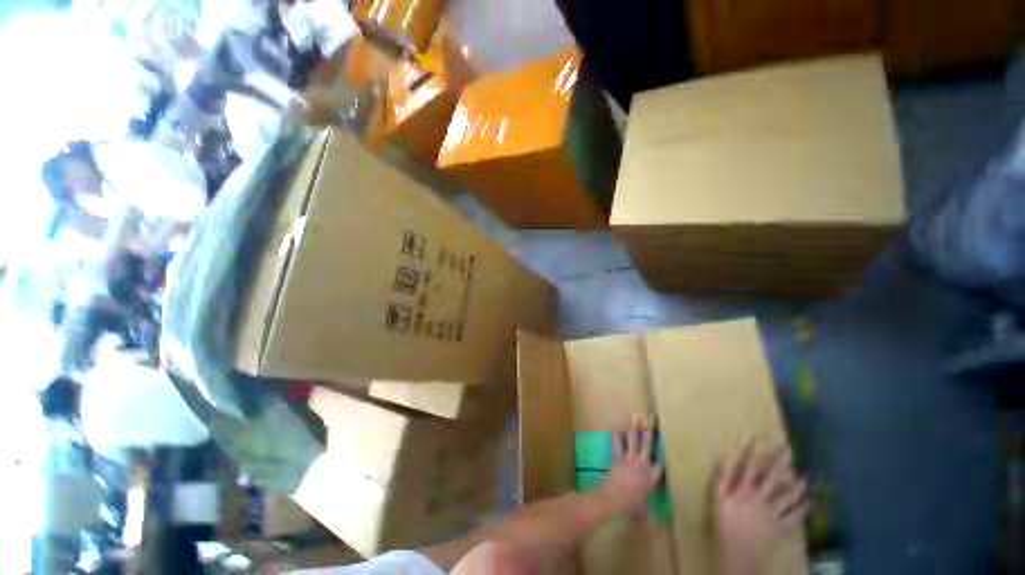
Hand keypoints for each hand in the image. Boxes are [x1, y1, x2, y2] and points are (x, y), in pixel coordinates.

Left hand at [597, 414, 663, 515]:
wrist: (616, 498)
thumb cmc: (631, 506)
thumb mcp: (642, 511)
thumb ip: (647, 514)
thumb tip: (655, 527)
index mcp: (651, 478)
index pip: (660, 463)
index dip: (664, 453)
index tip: (667, 441)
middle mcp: (643, 465)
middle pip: (648, 445)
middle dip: (651, 432)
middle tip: (653, 419)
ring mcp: (631, 459)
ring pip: (634, 440)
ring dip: (634, 427)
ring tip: (635, 415)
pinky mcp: (619, 457)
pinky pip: (617, 445)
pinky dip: (616, 438)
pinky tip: (615, 429)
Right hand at [715, 444, 808, 574]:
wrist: (738, 554)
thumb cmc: (724, 524)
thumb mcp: (718, 500)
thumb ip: (722, 479)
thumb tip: (725, 460)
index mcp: (743, 490)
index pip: (748, 466)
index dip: (752, 451)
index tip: (757, 437)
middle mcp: (760, 498)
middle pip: (772, 477)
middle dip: (779, 461)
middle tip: (788, 448)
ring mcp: (773, 513)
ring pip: (788, 495)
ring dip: (796, 485)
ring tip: (804, 476)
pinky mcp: (781, 526)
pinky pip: (794, 516)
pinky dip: (802, 509)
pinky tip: (809, 502)